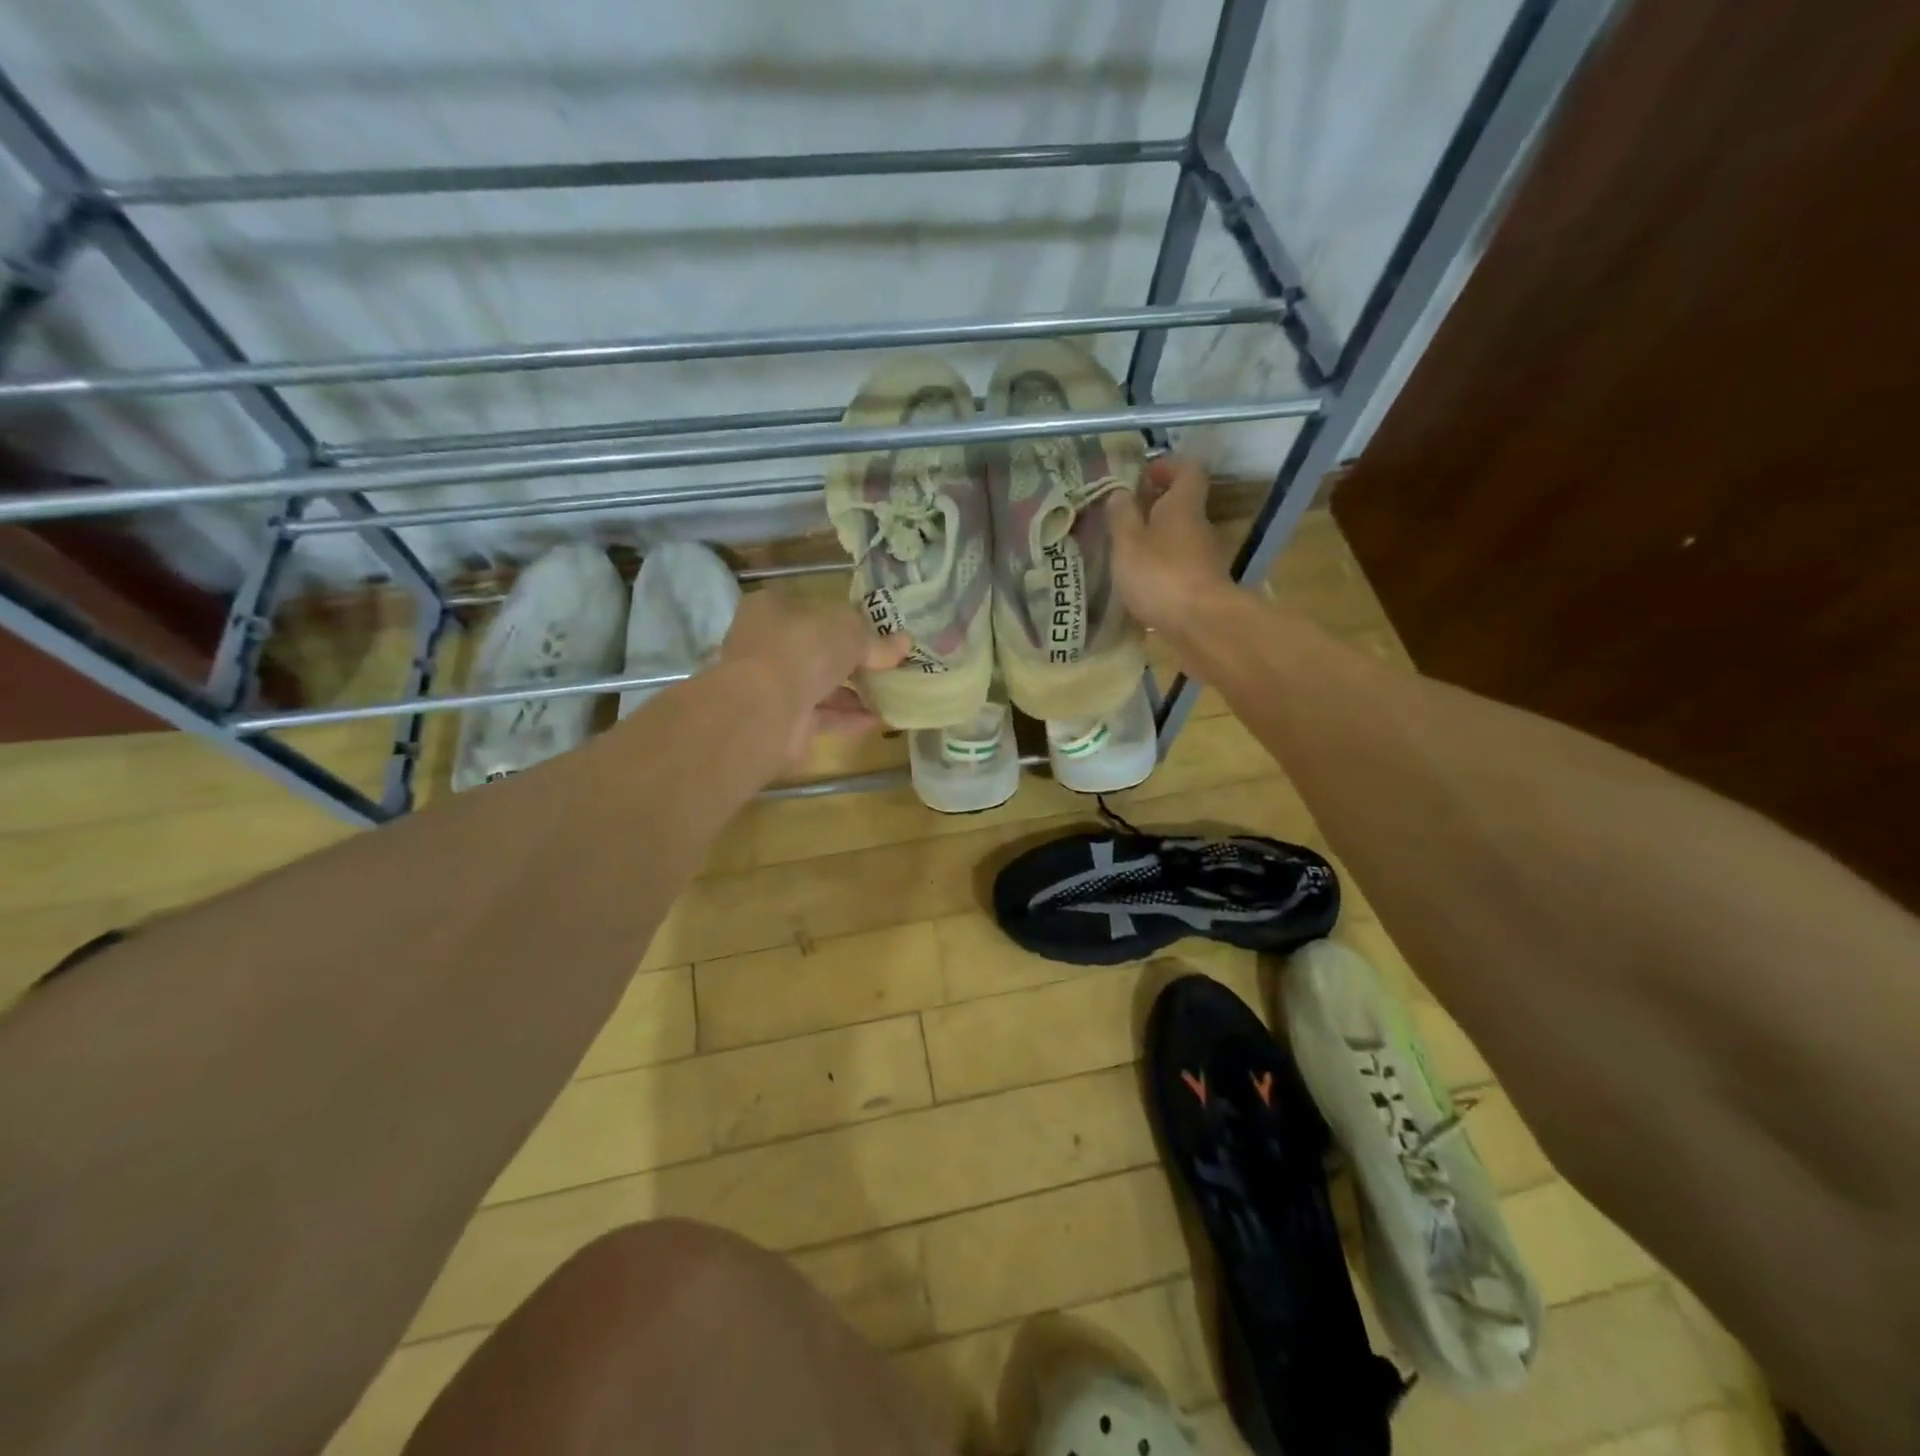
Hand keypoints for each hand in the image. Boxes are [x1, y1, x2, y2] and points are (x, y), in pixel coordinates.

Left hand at [718, 590, 908, 767]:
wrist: (765, 709)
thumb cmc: (803, 650)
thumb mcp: (849, 631)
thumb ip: (875, 639)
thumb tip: (905, 642)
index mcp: (773, 608)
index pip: (813, 607)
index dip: (846, 618)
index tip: (878, 631)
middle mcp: (767, 644)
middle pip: (818, 648)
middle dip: (853, 658)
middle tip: (890, 664)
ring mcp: (772, 684)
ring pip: (820, 684)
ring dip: (855, 690)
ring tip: (892, 693)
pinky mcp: (782, 720)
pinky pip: (823, 715)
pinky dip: (849, 717)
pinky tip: (881, 719)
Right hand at [1105, 456, 1232, 631]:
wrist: (1202, 625)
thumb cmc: (1161, 576)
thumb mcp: (1128, 543)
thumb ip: (1121, 516)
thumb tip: (1119, 492)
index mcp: (1183, 506)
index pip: (1186, 470)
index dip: (1166, 467)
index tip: (1143, 474)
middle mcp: (1199, 527)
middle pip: (1182, 506)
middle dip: (1155, 507)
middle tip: (1124, 516)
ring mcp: (1205, 559)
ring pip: (1180, 538)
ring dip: (1157, 540)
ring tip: (1126, 553)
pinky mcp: (1203, 587)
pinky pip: (1180, 566)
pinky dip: (1162, 568)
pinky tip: (1141, 583)